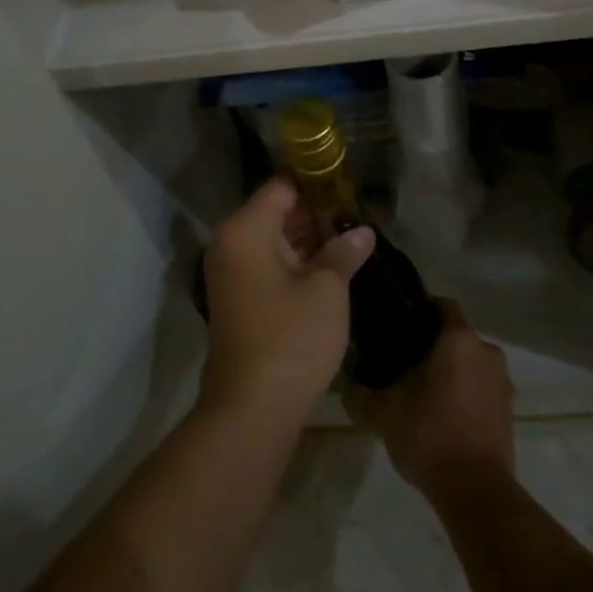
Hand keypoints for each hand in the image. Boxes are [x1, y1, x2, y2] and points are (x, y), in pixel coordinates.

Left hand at [198, 178, 374, 425]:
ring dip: (310, 238)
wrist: (251, 412)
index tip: (349, 181)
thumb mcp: (327, 290)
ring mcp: (232, 274)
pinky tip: (332, 266)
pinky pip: (270, 265)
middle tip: (357, 210)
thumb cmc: (290, 339)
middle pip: (277, 211)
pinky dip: (297, 262)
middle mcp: (231, 244)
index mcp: (246, 229)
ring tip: (352, 235)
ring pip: (275, 240)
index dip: (316, 179)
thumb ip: (344, 251)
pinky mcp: (239, 301)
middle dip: (317, 210)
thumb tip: (362, 231)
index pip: (282, 185)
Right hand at [345, 300, 514, 500]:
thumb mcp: (382, 413)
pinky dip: (467, 396)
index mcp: (458, 338)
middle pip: (456, 336)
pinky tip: (444, 418)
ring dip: (453, 373)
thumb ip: (359, 393)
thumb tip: (346, 382)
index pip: (441, 304)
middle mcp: (486, 351)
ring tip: (424, 395)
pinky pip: (483, 390)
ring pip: (471, 364)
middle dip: (434, 347)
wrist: (476, 492)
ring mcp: (503, 382)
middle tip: (405, 365)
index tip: (400, 327)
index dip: (420, 311)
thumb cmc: (429, 435)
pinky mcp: (509, 411)